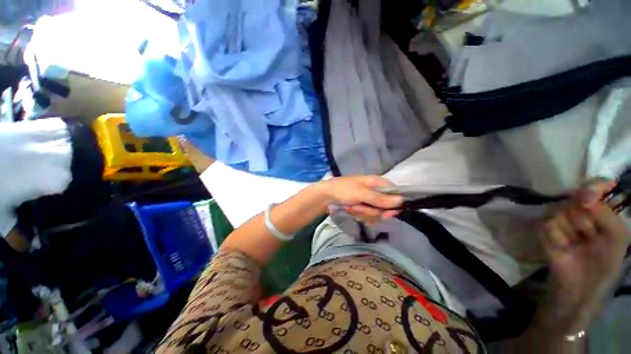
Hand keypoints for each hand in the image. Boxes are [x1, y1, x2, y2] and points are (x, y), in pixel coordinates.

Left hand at [317, 176, 403, 224]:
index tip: (386, 213)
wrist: (326, 196)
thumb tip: (401, 201)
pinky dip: (358, 214)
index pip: (395, 194)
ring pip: (375, 213)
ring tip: (350, 206)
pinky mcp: (362, 207)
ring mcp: (368, 200)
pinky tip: (350, 210)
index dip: (393, 205)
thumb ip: (380, 199)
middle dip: (370, 211)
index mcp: (377, 183)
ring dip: (361, 212)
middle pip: (385, 208)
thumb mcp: (361, 194)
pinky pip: (367, 216)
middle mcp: (375, 192)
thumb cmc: (343, 190)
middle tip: (358, 207)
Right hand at [541, 179, 629, 305]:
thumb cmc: (606, 261)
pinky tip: (563, 248)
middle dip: (585, 219)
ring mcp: (560, 220)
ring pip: (560, 211)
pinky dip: (557, 238)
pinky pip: (547, 225)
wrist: (581, 286)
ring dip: (571, 231)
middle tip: (591, 236)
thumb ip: (606, 213)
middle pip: (575, 199)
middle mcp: (578, 210)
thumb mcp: (617, 236)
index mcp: (599, 210)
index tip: (591, 195)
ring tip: (576, 245)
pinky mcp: (543, 230)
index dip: (594, 186)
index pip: (594, 186)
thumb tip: (583, 197)